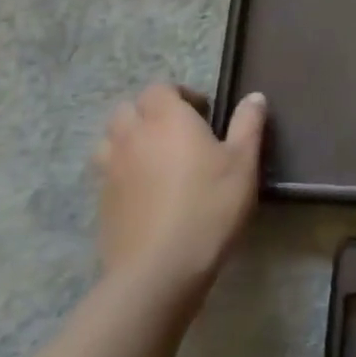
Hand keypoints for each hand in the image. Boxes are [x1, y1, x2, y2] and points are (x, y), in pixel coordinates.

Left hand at [93, 85, 266, 292]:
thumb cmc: (209, 206)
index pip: (159, 88)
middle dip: (150, 113)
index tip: (203, 114)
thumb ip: (248, 125)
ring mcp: (110, 169)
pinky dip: (122, 171)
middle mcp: (132, 135)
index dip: (179, 95)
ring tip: (156, 159)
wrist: (160, 268)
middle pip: (129, 109)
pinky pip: (107, 172)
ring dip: (129, 139)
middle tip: (178, 135)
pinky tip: (145, 192)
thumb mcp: (243, 163)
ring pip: (111, 139)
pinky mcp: (101, 201)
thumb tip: (254, 97)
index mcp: (166, 118)